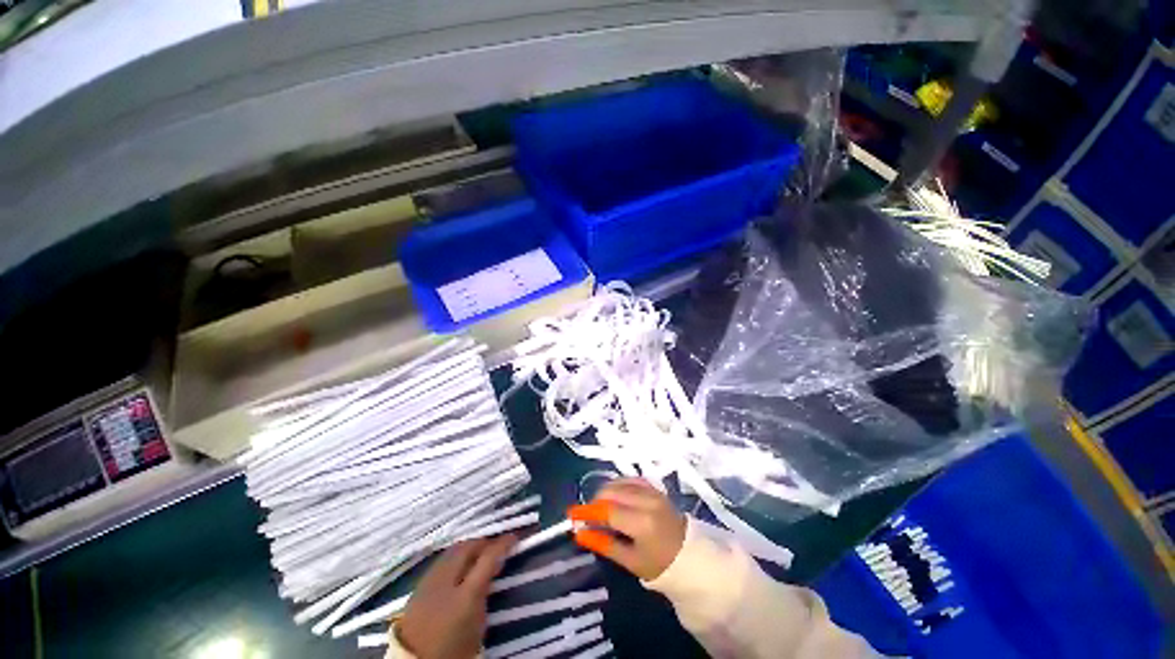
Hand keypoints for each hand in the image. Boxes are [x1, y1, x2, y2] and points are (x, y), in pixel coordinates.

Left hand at [397, 535, 516, 658]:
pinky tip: (458, 565)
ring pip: (453, 550)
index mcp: (466, 594)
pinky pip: (441, 560)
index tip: (513, 538)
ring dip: (468, 548)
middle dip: (484, 542)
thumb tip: (493, 569)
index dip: (503, 544)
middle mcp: (447, 580)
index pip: (488, 557)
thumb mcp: (478, 624)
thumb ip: (486, 592)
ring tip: (477, 553)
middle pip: (468, 547)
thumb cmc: (454, 648)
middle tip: (494, 546)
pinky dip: (454, 557)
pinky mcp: (418, 584)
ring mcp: (430, 580)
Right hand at [568, 478, 686, 579]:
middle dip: (595, 501)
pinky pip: (631, 479)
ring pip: (619, 483)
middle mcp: (646, 501)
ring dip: (605, 492)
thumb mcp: (630, 561)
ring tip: (600, 508)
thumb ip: (604, 544)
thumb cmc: (659, 564)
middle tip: (588, 516)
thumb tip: (579, 533)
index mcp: (641, 523)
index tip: (571, 514)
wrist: (690, 555)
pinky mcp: (655, 487)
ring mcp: (652, 491)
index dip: (587, 511)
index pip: (607, 511)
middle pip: (611, 492)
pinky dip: (618, 485)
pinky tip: (613, 495)